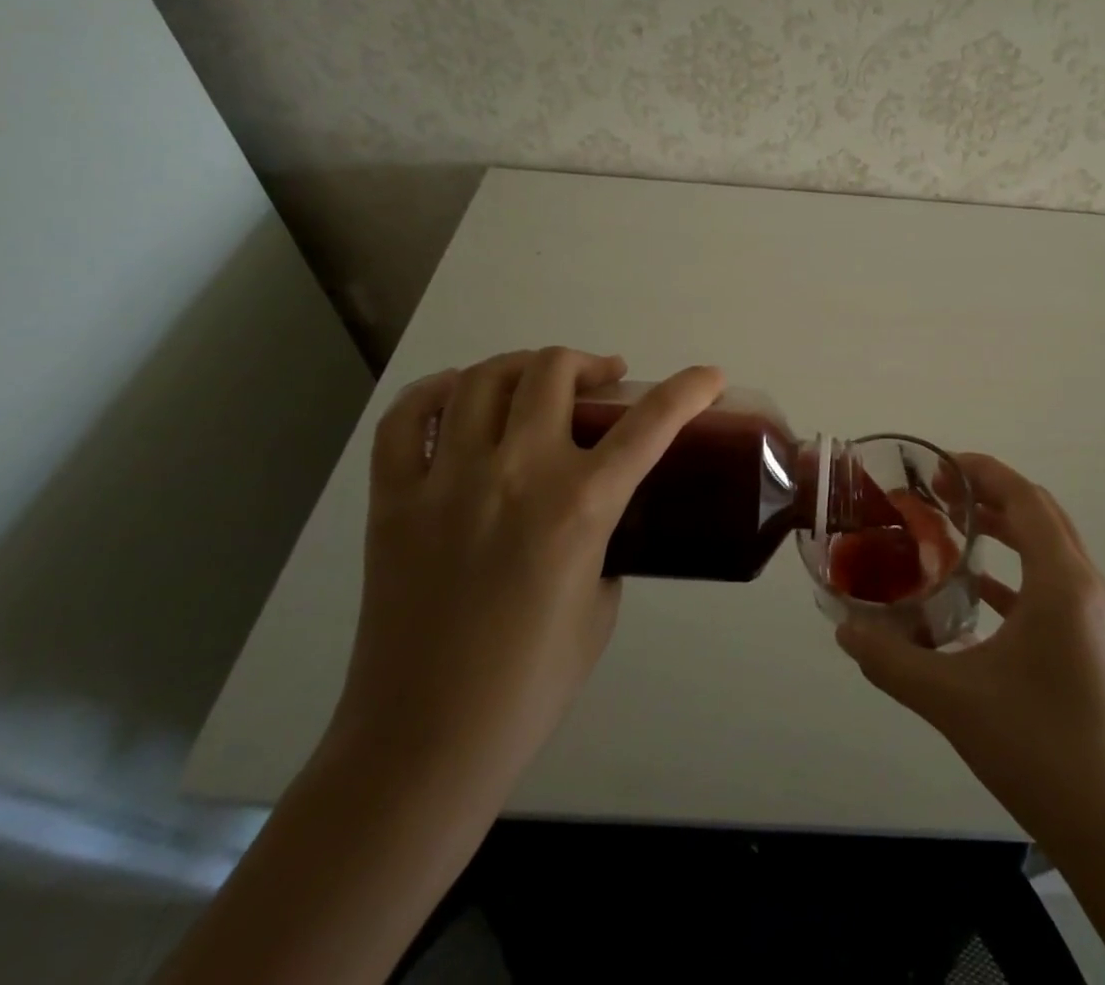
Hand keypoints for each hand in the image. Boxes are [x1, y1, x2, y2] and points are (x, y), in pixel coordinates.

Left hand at [329, 348, 725, 788]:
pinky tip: (458, 397)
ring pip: (484, 378)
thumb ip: (604, 541)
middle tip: (605, 382)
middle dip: (591, 364)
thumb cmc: (532, 683)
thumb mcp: (601, 603)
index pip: (651, 422)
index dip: (691, 389)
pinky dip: (435, 393)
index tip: (710, 376)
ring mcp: (447, 481)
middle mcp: (516, 474)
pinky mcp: (394, 501)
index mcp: (580, 506)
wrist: (426, 741)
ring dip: (523, 366)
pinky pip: (407, 420)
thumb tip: (595, 514)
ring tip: (537, 382)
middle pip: (554, 371)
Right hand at [835, 453, 1104, 850]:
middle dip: (990, 493)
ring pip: (1050, 545)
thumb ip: (891, 660)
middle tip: (938, 492)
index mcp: (1062, 582)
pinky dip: (1017, 570)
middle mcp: (1086, 585)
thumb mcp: (951, 699)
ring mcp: (1096, 615)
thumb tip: (844, 630)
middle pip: (1040, 513)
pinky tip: (977, 590)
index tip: (938, 467)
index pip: (1025, 498)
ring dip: (1005, 527)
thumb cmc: (1035, 747)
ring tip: (952, 526)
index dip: (982, 472)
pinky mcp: (1094, 642)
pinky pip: (1053, 582)